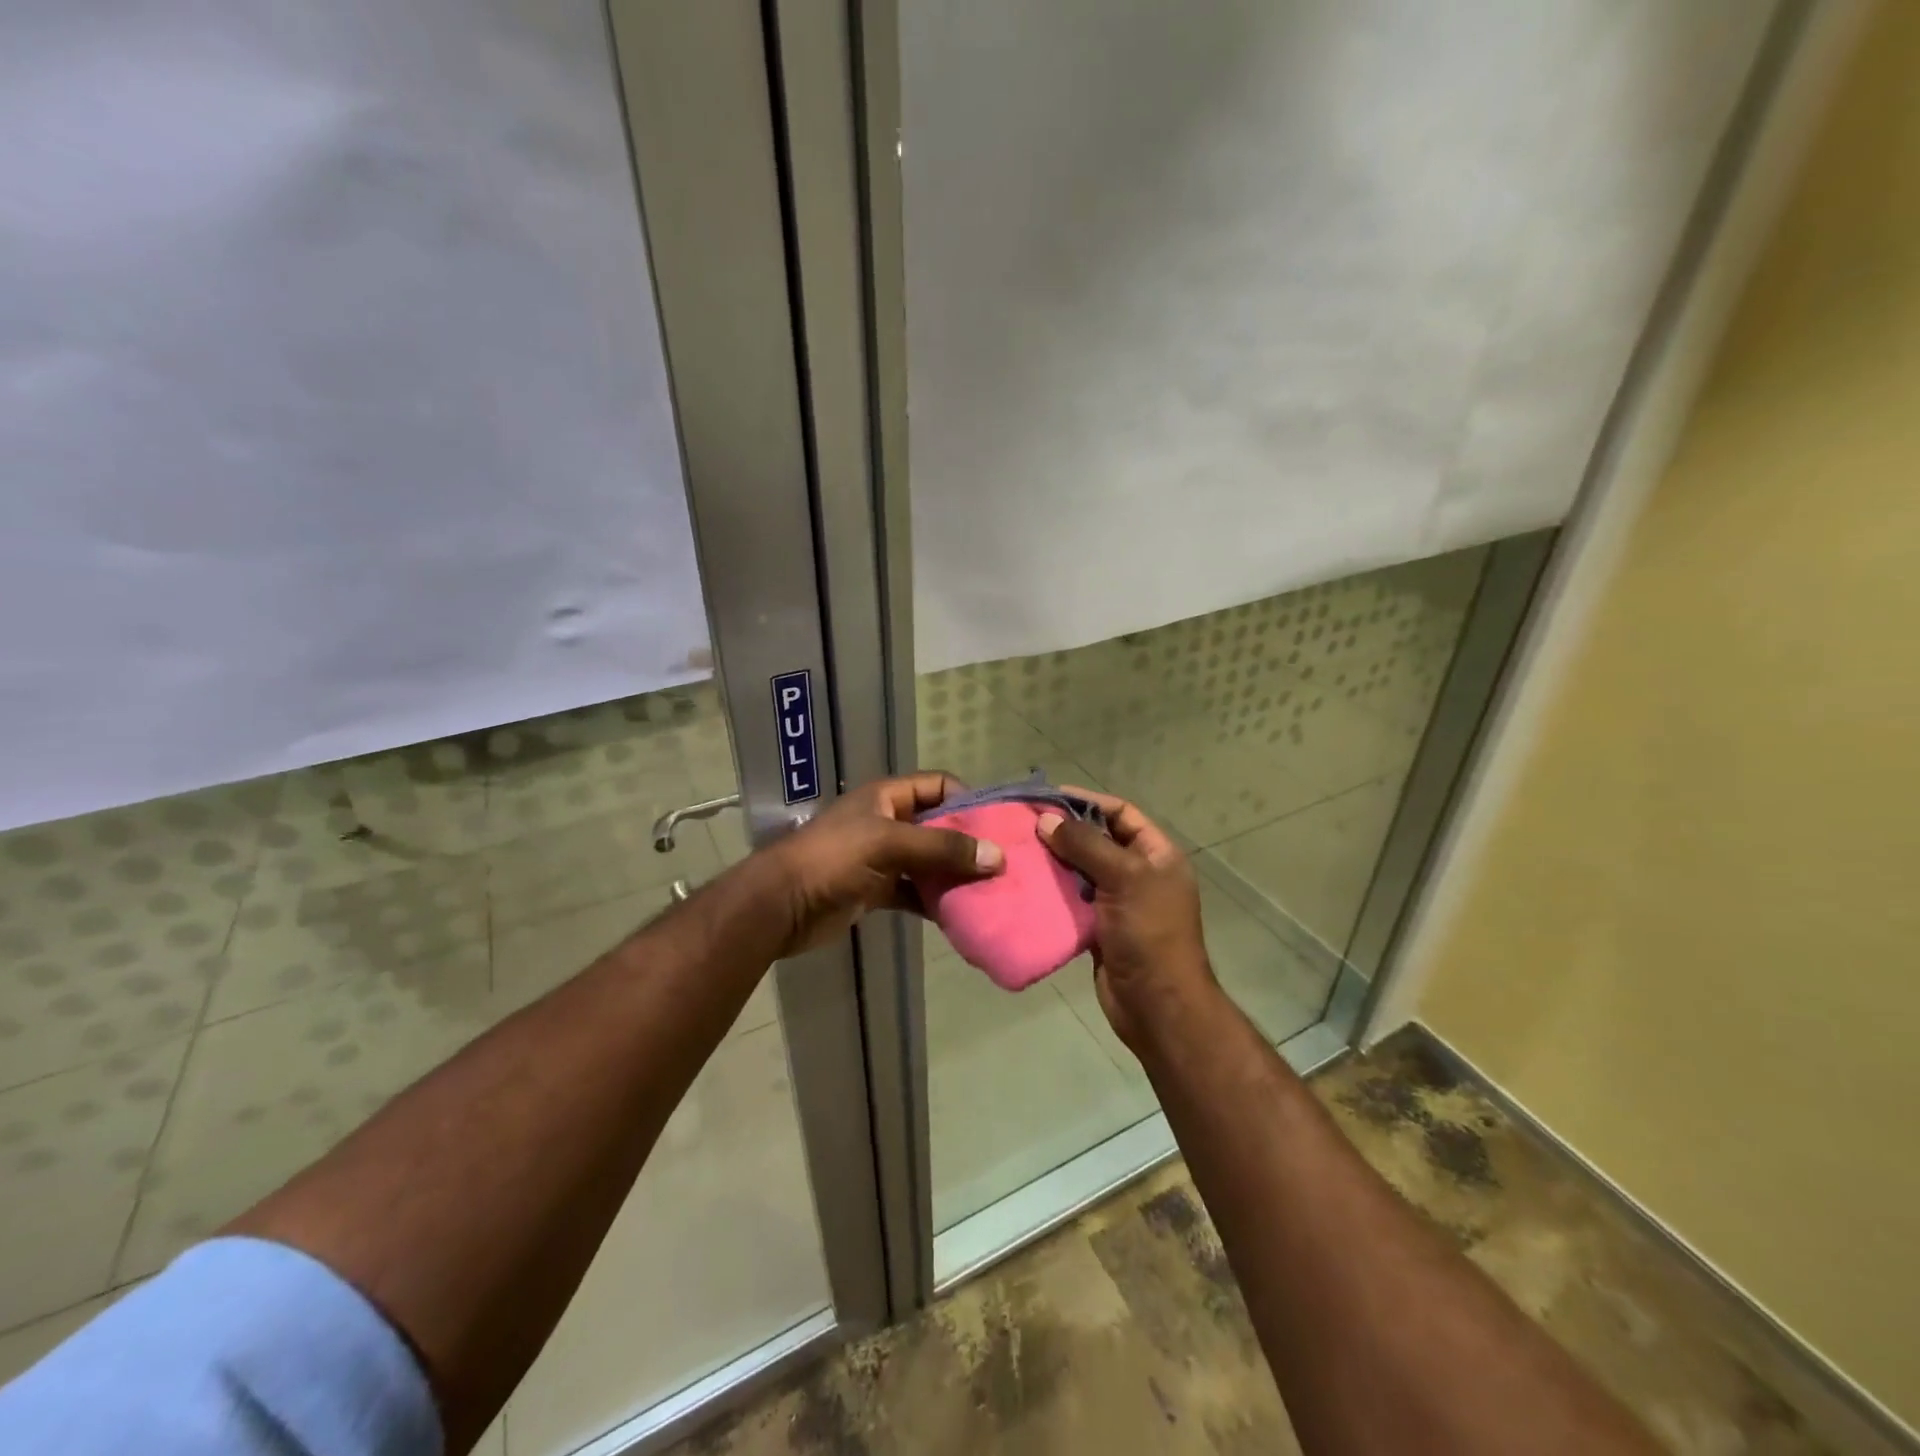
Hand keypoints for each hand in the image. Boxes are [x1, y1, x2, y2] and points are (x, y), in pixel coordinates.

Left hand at [763, 772, 1003, 955]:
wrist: (781, 905)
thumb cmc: (833, 859)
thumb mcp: (890, 844)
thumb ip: (942, 848)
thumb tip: (997, 857)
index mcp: (887, 797)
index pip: (938, 786)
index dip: (968, 800)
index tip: (998, 825)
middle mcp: (887, 822)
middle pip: (938, 826)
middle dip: (968, 843)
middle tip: (1003, 864)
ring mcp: (881, 858)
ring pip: (928, 862)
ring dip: (954, 875)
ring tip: (990, 891)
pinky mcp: (876, 891)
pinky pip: (915, 892)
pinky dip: (934, 902)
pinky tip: (960, 915)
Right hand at [1036, 788, 1217, 1050]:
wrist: (1156, 1005)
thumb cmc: (1149, 934)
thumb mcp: (1125, 879)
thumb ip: (1086, 846)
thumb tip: (1047, 820)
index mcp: (1157, 855)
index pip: (1121, 813)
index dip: (1087, 801)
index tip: (1048, 797)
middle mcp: (1140, 873)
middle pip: (1098, 840)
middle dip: (1065, 831)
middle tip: (1024, 823)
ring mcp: (1119, 901)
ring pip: (1081, 870)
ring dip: (1054, 860)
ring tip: (1019, 849)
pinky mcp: (1099, 926)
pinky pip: (1072, 899)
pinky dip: (1052, 890)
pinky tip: (1026, 882)